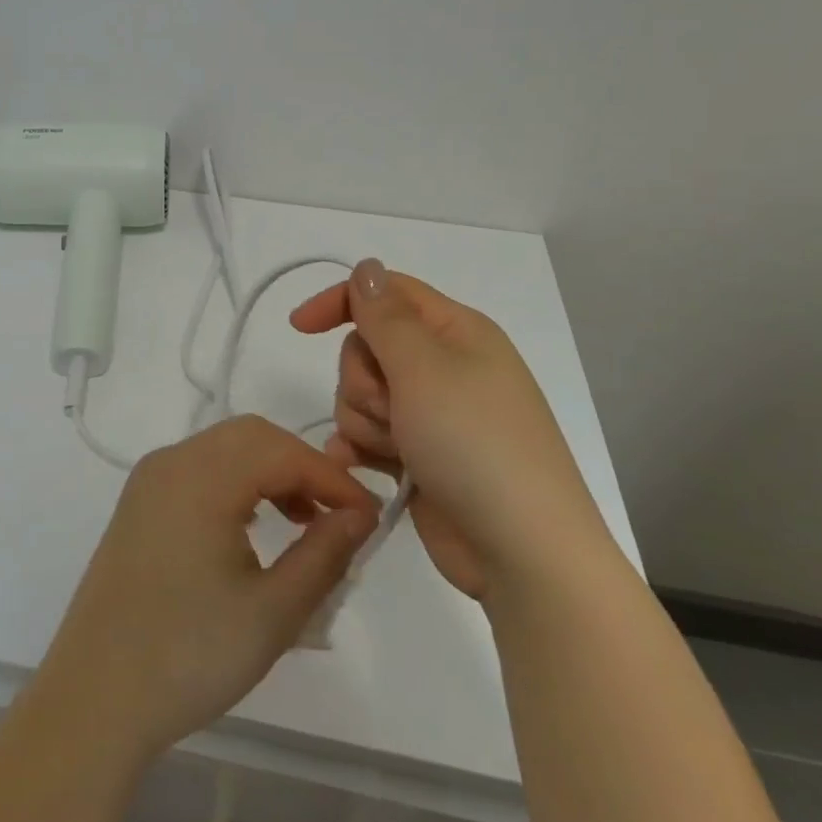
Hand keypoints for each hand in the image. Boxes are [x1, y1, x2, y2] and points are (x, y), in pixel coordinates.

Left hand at [35, 415, 379, 763]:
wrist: (95, 696)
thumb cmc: (190, 655)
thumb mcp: (273, 612)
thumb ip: (324, 553)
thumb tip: (360, 515)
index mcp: (202, 476)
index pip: (282, 451)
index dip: (332, 478)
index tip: (370, 517)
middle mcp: (171, 461)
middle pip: (251, 436)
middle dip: (301, 466)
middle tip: (337, 516)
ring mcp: (149, 480)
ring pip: (224, 449)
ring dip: (269, 472)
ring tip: (303, 522)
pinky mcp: (139, 503)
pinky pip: (199, 470)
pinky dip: (236, 482)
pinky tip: (253, 526)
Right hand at [288, 259, 614, 604]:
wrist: (522, 554)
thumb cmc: (475, 445)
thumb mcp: (424, 368)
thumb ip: (385, 315)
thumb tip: (366, 266)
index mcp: (456, 332)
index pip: (386, 293)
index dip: (341, 302)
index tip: (300, 327)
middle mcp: (444, 366)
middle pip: (367, 346)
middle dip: (362, 378)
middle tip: (390, 409)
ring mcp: (432, 414)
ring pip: (361, 393)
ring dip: (363, 420)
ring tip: (393, 450)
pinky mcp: (419, 455)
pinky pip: (368, 434)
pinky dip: (360, 447)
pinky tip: (362, 467)